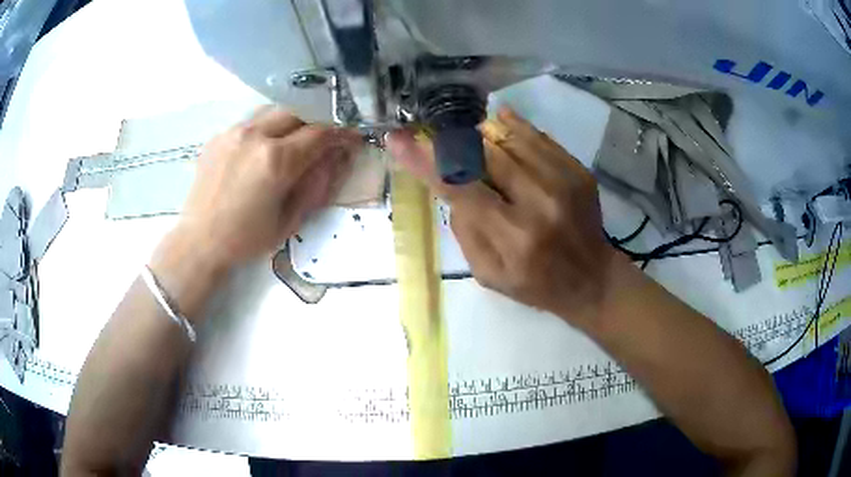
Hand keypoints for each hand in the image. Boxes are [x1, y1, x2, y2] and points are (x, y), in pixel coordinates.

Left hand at [175, 107, 361, 268]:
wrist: (199, 241)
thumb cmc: (246, 239)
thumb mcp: (291, 220)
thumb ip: (317, 184)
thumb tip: (336, 157)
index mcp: (276, 160)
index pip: (319, 133)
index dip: (341, 133)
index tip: (353, 136)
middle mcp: (255, 136)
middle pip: (298, 110)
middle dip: (317, 120)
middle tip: (324, 136)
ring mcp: (234, 132)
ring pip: (274, 110)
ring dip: (291, 120)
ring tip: (294, 139)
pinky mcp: (219, 136)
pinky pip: (251, 121)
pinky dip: (266, 128)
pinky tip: (264, 148)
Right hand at [387, 108, 619, 326]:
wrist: (592, 279)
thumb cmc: (536, 284)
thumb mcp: (488, 275)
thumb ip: (465, 230)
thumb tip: (452, 186)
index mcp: (514, 237)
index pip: (461, 188)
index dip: (426, 161)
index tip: (399, 140)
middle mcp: (540, 202)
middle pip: (485, 153)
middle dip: (455, 142)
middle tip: (440, 138)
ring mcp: (564, 181)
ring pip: (511, 137)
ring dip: (483, 134)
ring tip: (474, 141)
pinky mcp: (578, 171)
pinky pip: (538, 136)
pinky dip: (514, 128)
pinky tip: (502, 129)